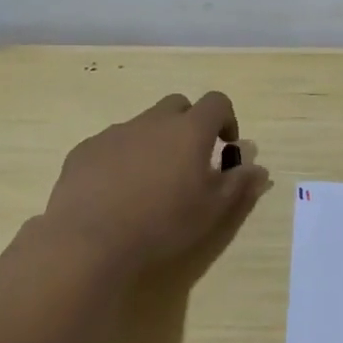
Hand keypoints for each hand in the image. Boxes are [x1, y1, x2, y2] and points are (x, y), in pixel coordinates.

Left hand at [39, 92, 269, 275]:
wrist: (91, 240)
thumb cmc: (163, 223)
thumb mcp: (212, 210)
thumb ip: (238, 184)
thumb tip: (257, 168)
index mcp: (189, 130)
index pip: (216, 102)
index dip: (226, 119)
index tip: (225, 147)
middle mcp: (153, 121)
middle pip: (178, 106)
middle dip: (189, 125)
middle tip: (189, 161)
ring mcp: (115, 133)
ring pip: (143, 125)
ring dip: (154, 142)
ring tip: (150, 183)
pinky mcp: (85, 150)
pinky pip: (112, 144)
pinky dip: (122, 158)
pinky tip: (116, 192)